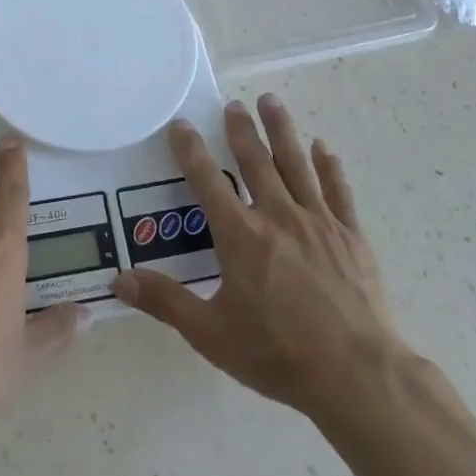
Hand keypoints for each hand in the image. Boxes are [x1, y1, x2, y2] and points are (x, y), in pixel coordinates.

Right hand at [111, 94, 402, 417]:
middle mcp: (277, 217)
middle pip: (256, 162)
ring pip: (296, 165)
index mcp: (241, 236)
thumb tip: (119, 280)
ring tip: (272, 101)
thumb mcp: (210, 333)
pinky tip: (324, 148)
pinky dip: (329, 167)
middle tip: (233, 103)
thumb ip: (165, 302)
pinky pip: (337, 191)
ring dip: (282, 131)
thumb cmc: (277, 353)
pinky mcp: (350, 236)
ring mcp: (318, 223)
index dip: (190, 151)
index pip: (208, 181)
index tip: (180, 125)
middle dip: (241, 130)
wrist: (356, 374)